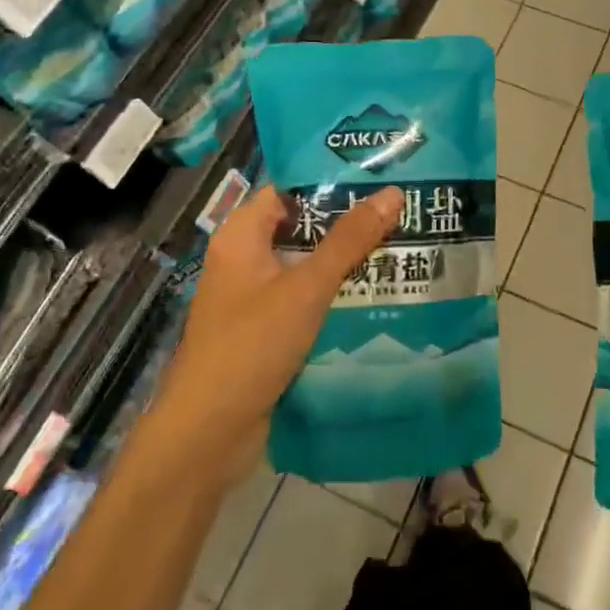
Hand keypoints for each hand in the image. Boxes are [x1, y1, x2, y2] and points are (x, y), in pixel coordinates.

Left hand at [151, 183, 402, 486]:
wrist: (208, 434)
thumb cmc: (251, 347)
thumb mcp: (305, 288)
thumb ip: (349, 241)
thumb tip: (392, 193)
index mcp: (241, 237)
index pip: (288, 190)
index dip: (330, 180)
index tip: (377, 175)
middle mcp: (245, 260)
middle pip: (301, 228)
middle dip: (347, 222)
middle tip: (401, 210)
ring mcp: (254, 298)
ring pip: (306, 266)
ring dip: (346, 261)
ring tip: (401, 245)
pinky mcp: (267, 331)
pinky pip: (306, 300)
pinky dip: (335, 295)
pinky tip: (378, 294)